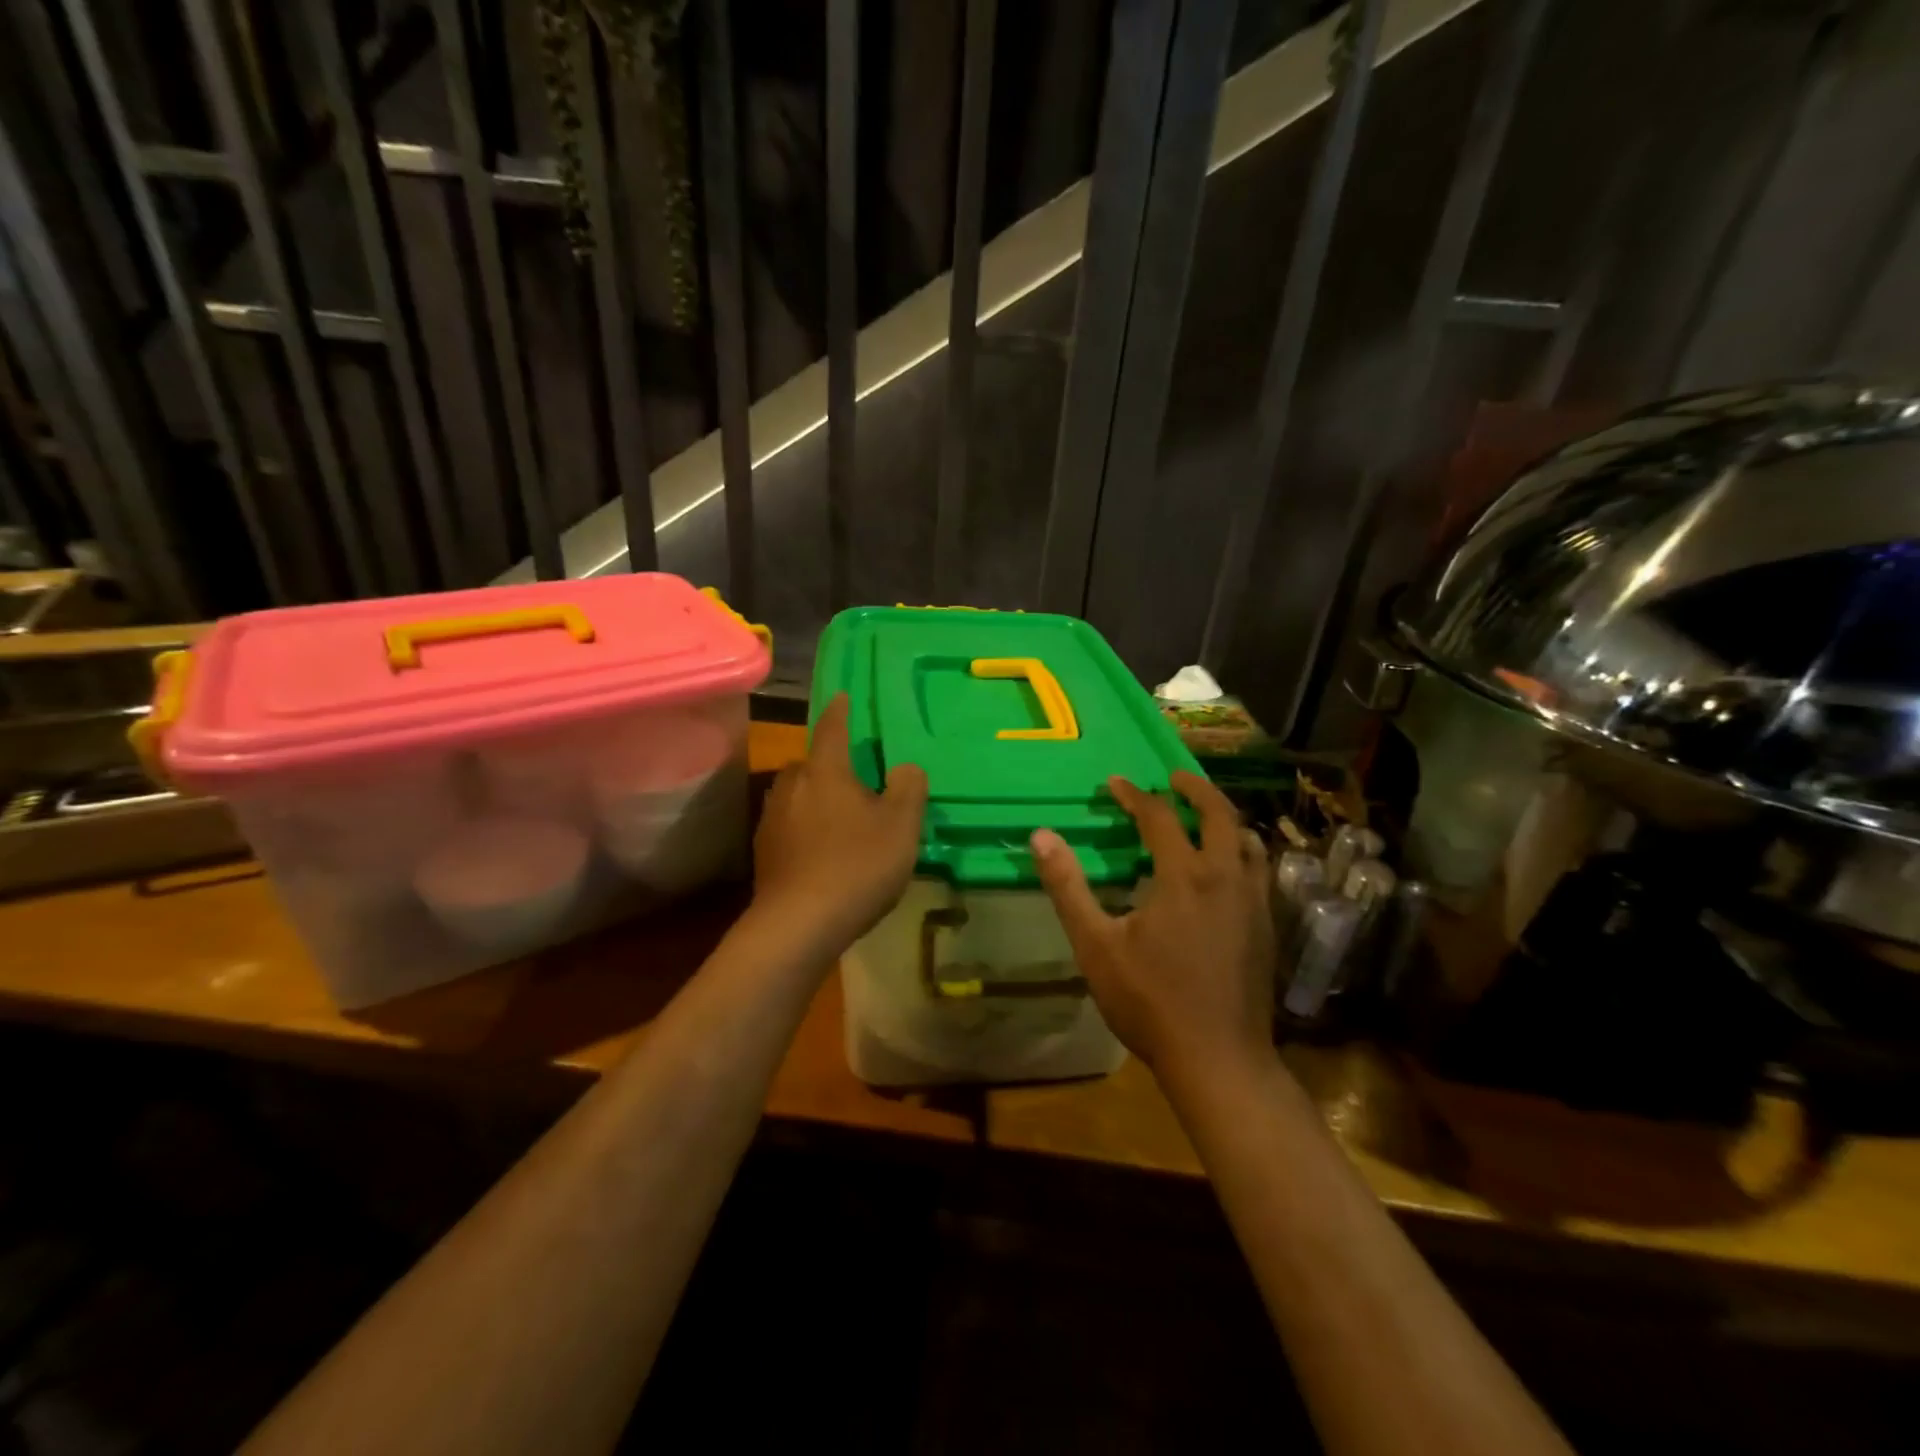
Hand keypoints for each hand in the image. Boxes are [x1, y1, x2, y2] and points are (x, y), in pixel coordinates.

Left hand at [752, 694, 927, 952]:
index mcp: (825, 771)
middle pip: (812, 764)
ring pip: (798, 795)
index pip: (833, 728)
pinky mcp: (763, 852)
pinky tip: (822, 851)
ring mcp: (771, 819)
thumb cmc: (857, 865)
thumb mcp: (901, 825)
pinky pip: (790, 825)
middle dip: (831, 765)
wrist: (798, 925)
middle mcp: (791, 785)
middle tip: (857, 779)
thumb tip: (904, 767)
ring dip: (817, 798)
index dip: (841, 711)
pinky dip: (806, 828)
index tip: (843, 696)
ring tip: (841, 817)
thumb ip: (908, 788)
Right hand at [1031, 772, 1274, 1081]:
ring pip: (1247, 841)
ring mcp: (1253, 902)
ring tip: (1202, 816)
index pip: (1158, 817)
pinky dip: (1240, 850)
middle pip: (1219, 814)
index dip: (1134, 795)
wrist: (1219, 1059)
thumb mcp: (1096, 945)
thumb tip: (1041, 836)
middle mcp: (1226, 877)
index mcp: (1183, 876)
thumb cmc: (1150, 1001)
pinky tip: (1225, 869)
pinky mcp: (1267, 927)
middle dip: (1195, 789)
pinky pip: (1258, 870)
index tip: (1114, 783)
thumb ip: (1068, 887)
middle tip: (1174, 778)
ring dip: (1224, 818)